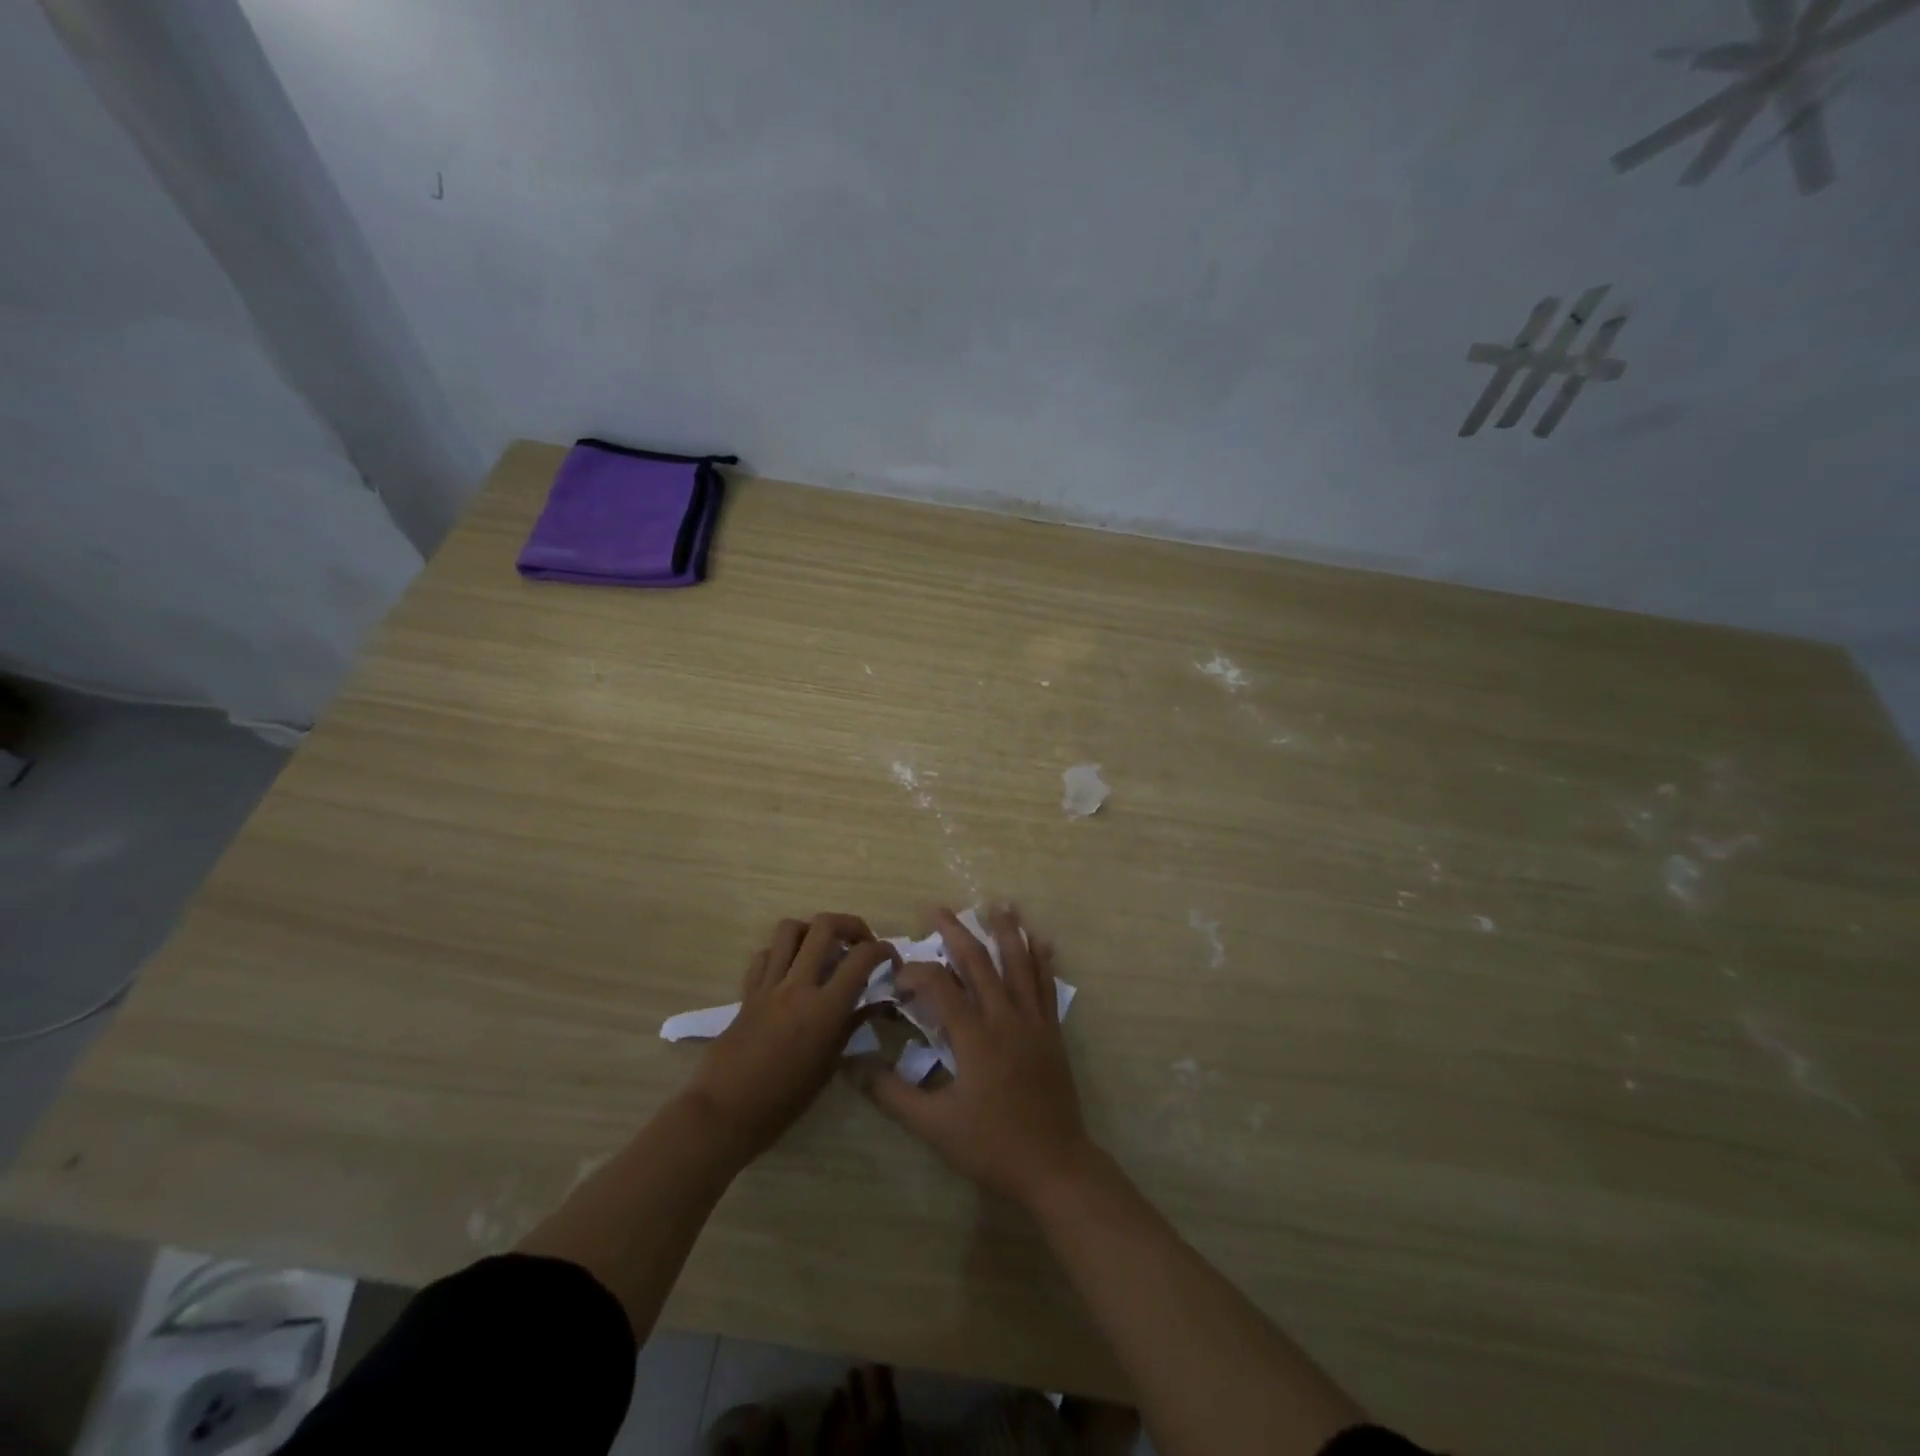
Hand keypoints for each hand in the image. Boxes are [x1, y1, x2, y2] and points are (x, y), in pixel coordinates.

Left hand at [685, 913, 894, 1161]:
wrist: (725, 1113)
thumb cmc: (784, 1100)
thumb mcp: (829, 1066)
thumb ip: (851, 1025)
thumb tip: (874, 1003)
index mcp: (825, 1007)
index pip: (862, 957)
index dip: (883, 950)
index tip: (890, 959)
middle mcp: (798, 985)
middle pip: (825, 925)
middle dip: (851, 925)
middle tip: (860, 943)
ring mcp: (769, 985)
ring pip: (790, 929)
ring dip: (812, 931)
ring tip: (823, 949)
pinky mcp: (747, 992)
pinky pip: (765, 955)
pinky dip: (782, 953)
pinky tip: (790, 971)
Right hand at [856, 906, 1095, 1207]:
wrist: (1053, 1166)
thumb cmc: (990, 1146)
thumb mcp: (933, 1125)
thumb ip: (891, 1093)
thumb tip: (852, 1066)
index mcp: (974, 1037)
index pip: (940, 987)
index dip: (916, 973)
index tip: (898, 977)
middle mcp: (1004, 1017)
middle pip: (979, 962)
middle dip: (956, 932)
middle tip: (937, 908)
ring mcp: (1033, 1021)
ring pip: (1019, 964)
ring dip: (1007, 931)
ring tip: (999, 903)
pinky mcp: (1052, 1031)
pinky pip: (1047, 985)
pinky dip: (1043, 959)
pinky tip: (1043, 941)